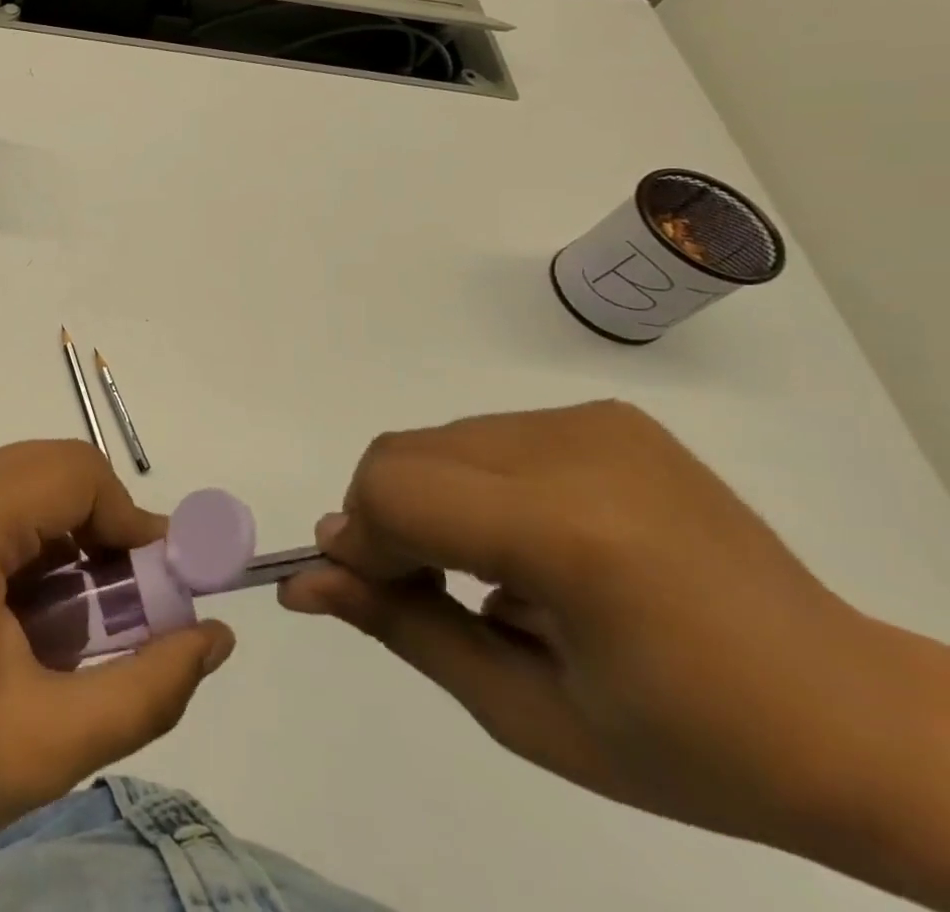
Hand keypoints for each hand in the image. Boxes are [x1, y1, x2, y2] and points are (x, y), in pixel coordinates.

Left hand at [0, 440, 234, 869]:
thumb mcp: (48, 742)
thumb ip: (146, 687)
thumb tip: (214, 635)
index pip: (80, 473)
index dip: (134, 525)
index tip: (160, 597)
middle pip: (57, 473)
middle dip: (107, 536)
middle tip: (126, 619)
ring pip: (32, 490)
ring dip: (74, 546)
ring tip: (81, 631)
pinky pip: (1, 510)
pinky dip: (38, 551)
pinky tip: (34, 622)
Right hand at [279, 402, 949, 900]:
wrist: (862, 723)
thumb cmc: (696, 748)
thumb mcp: (528, 714)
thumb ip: (403, 629)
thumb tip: (303, 581)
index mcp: (572, 536)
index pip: (396, 495)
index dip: (361, 542)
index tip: (370, 592)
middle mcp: (577, 452)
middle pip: (403, 455)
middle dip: (383, 518)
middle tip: (423, 589)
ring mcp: (595, 424)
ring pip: (437, 443)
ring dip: (427, 500)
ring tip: (485, 570)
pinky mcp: (606, 417)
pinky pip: (485, 437)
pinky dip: (470, 484)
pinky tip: (526, 541)